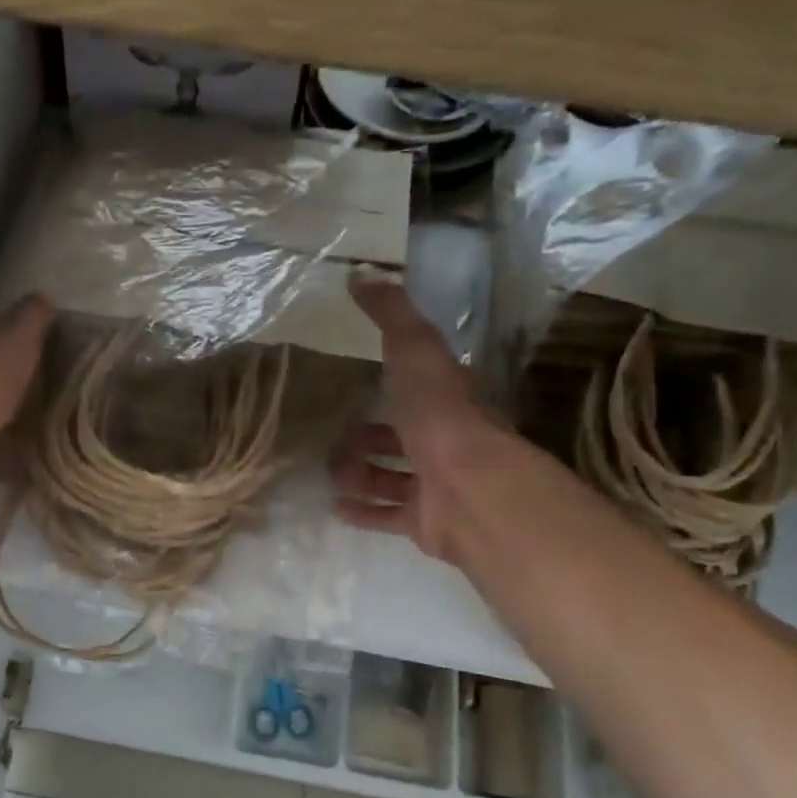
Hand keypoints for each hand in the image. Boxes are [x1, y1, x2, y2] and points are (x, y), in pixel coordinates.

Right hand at [330, 277, 492, 561]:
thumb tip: (361, 275)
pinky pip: (390, 515)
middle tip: (333, 441)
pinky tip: (337, 507)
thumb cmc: (440, 415)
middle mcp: (445, 442)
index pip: (418, 388)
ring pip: (392, 477)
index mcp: (447, 401)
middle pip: (400, 438)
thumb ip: (391, 315)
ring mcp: (437, 485)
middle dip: (366, 438)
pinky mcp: (425, 522)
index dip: (392, 385)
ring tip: (329, 473)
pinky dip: (364, 511)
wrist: (467, 487)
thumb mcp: (415, 350)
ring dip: (360, 474)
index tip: (356, 385)